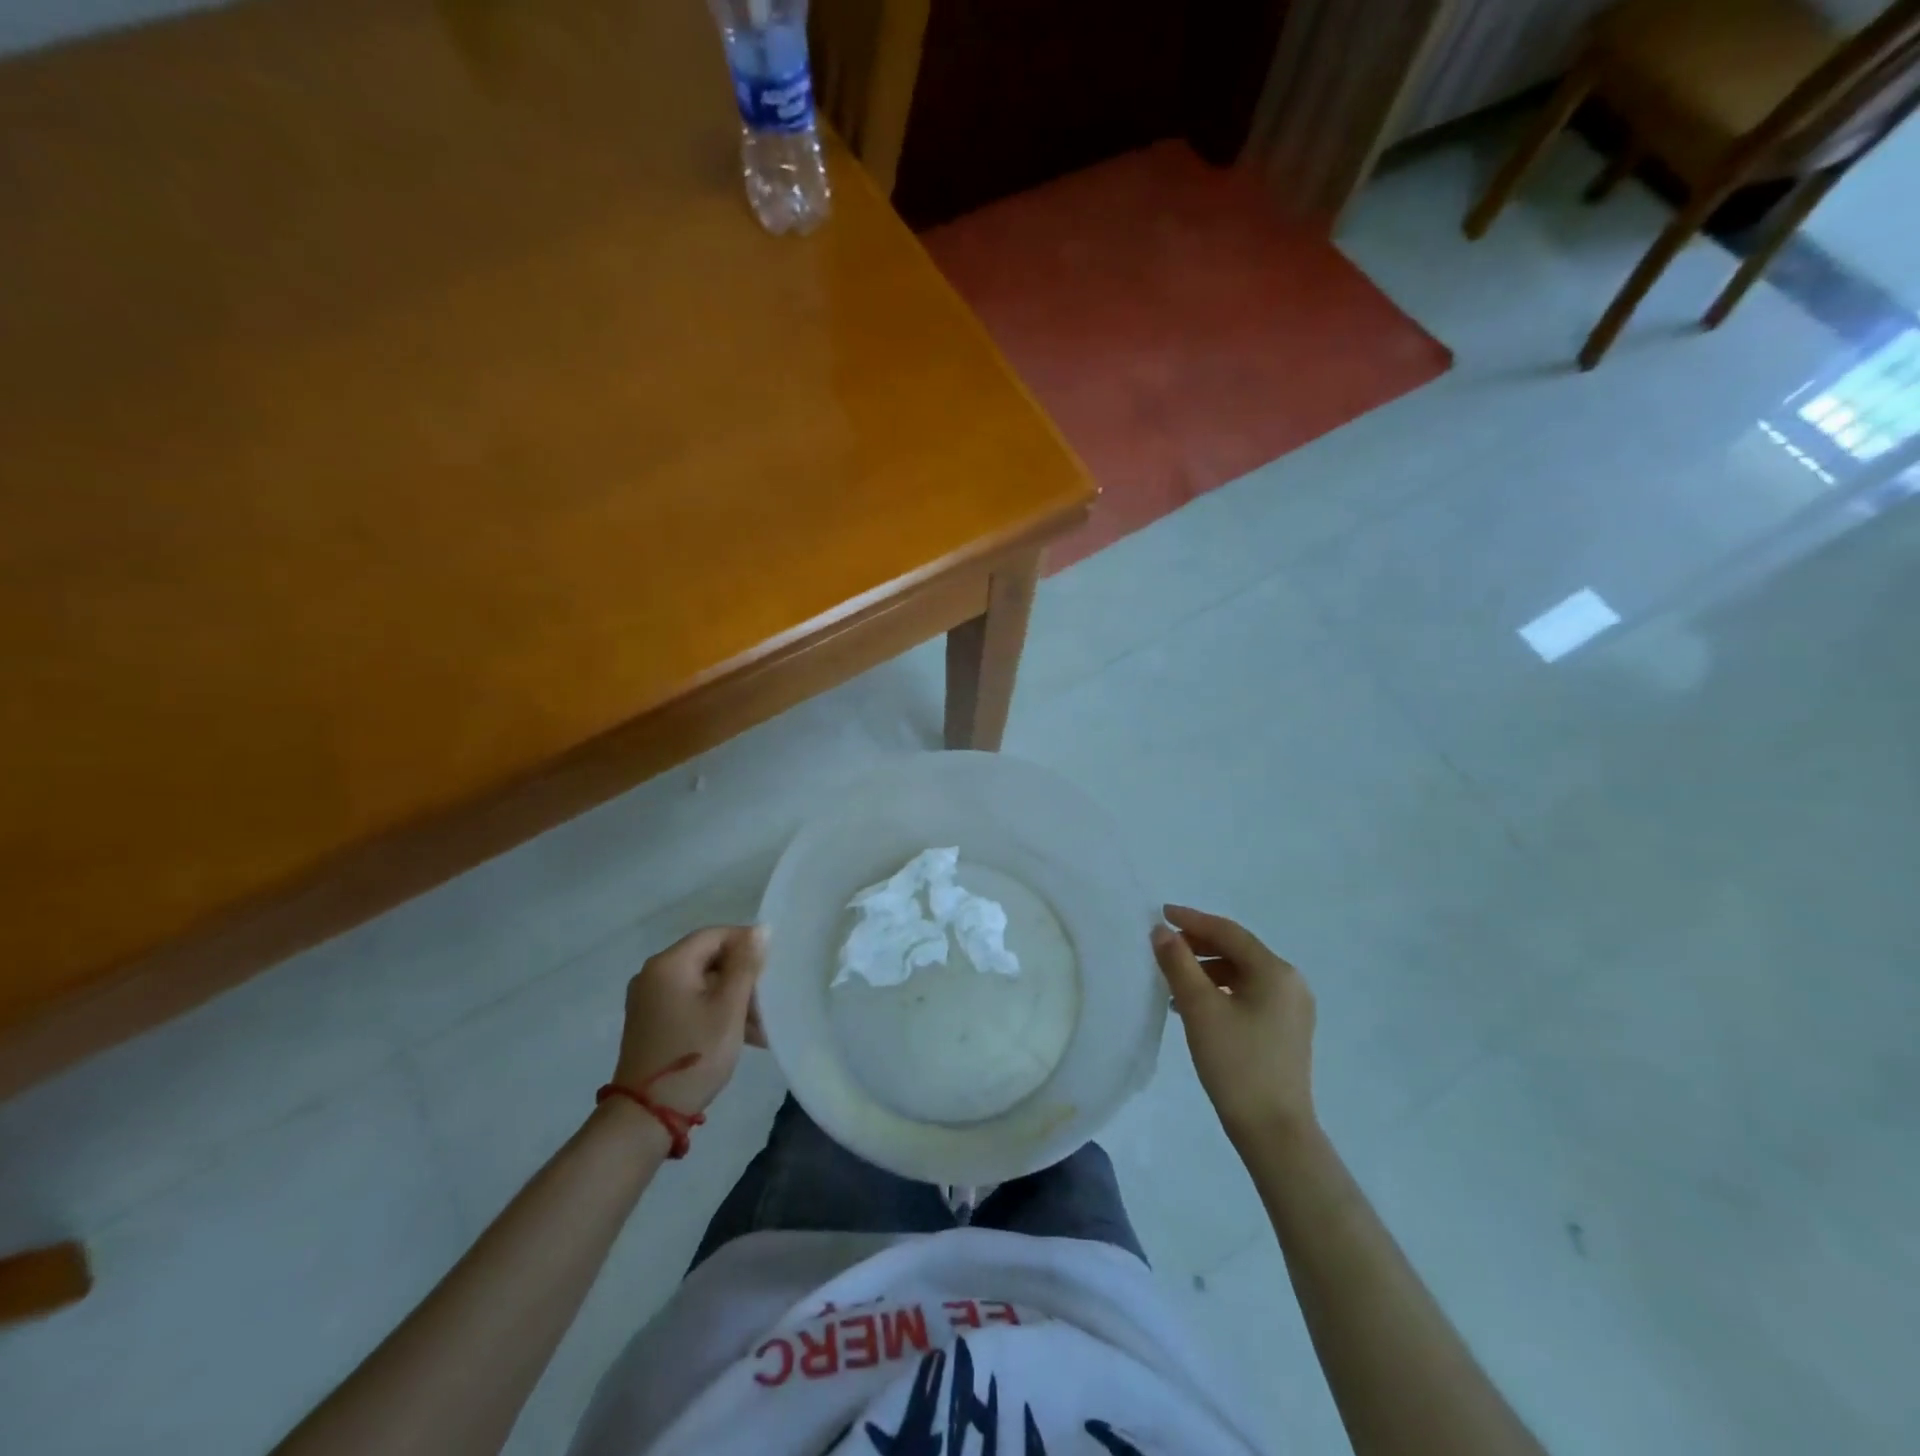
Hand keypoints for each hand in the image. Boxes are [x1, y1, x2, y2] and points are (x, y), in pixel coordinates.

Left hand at [612, 925, 766, 1115]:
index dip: (747, 943)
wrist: (646, 1116)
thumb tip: (759, 929)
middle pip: (708, 959)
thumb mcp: (728, 1008)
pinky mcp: (651, 1022)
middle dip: (742, 978)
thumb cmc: (694, 1055)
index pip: (715, 935)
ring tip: (761, 1026)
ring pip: (702, 984)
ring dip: (733, 999)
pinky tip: (741, 1035)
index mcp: (669, 964)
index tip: (773, 965)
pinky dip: (715, 1012)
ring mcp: (649, 1000)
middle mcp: (653, 975)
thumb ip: (745, 965)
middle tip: (769, 1001)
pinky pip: (690, 1002)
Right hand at [1151, 905, 1315, 1146]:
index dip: (1192, 920)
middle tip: (1164, 946)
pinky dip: (1221, 991)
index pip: (1228, 932)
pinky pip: (1249, 994)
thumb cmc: (1236, 1064)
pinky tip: (1195, 1007)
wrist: (1274, 1132)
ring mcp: (1292, 1008)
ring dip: (1207, 970)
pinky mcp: (1286, 1030)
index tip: (1161, 913)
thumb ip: (1178, 963)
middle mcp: (1290, 982)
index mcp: (1275, 971)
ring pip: (1242, 974)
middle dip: (1198, 945)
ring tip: (1173, 980)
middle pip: (1238, 950)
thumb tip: (1161, 931)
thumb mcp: (1199, 1008)